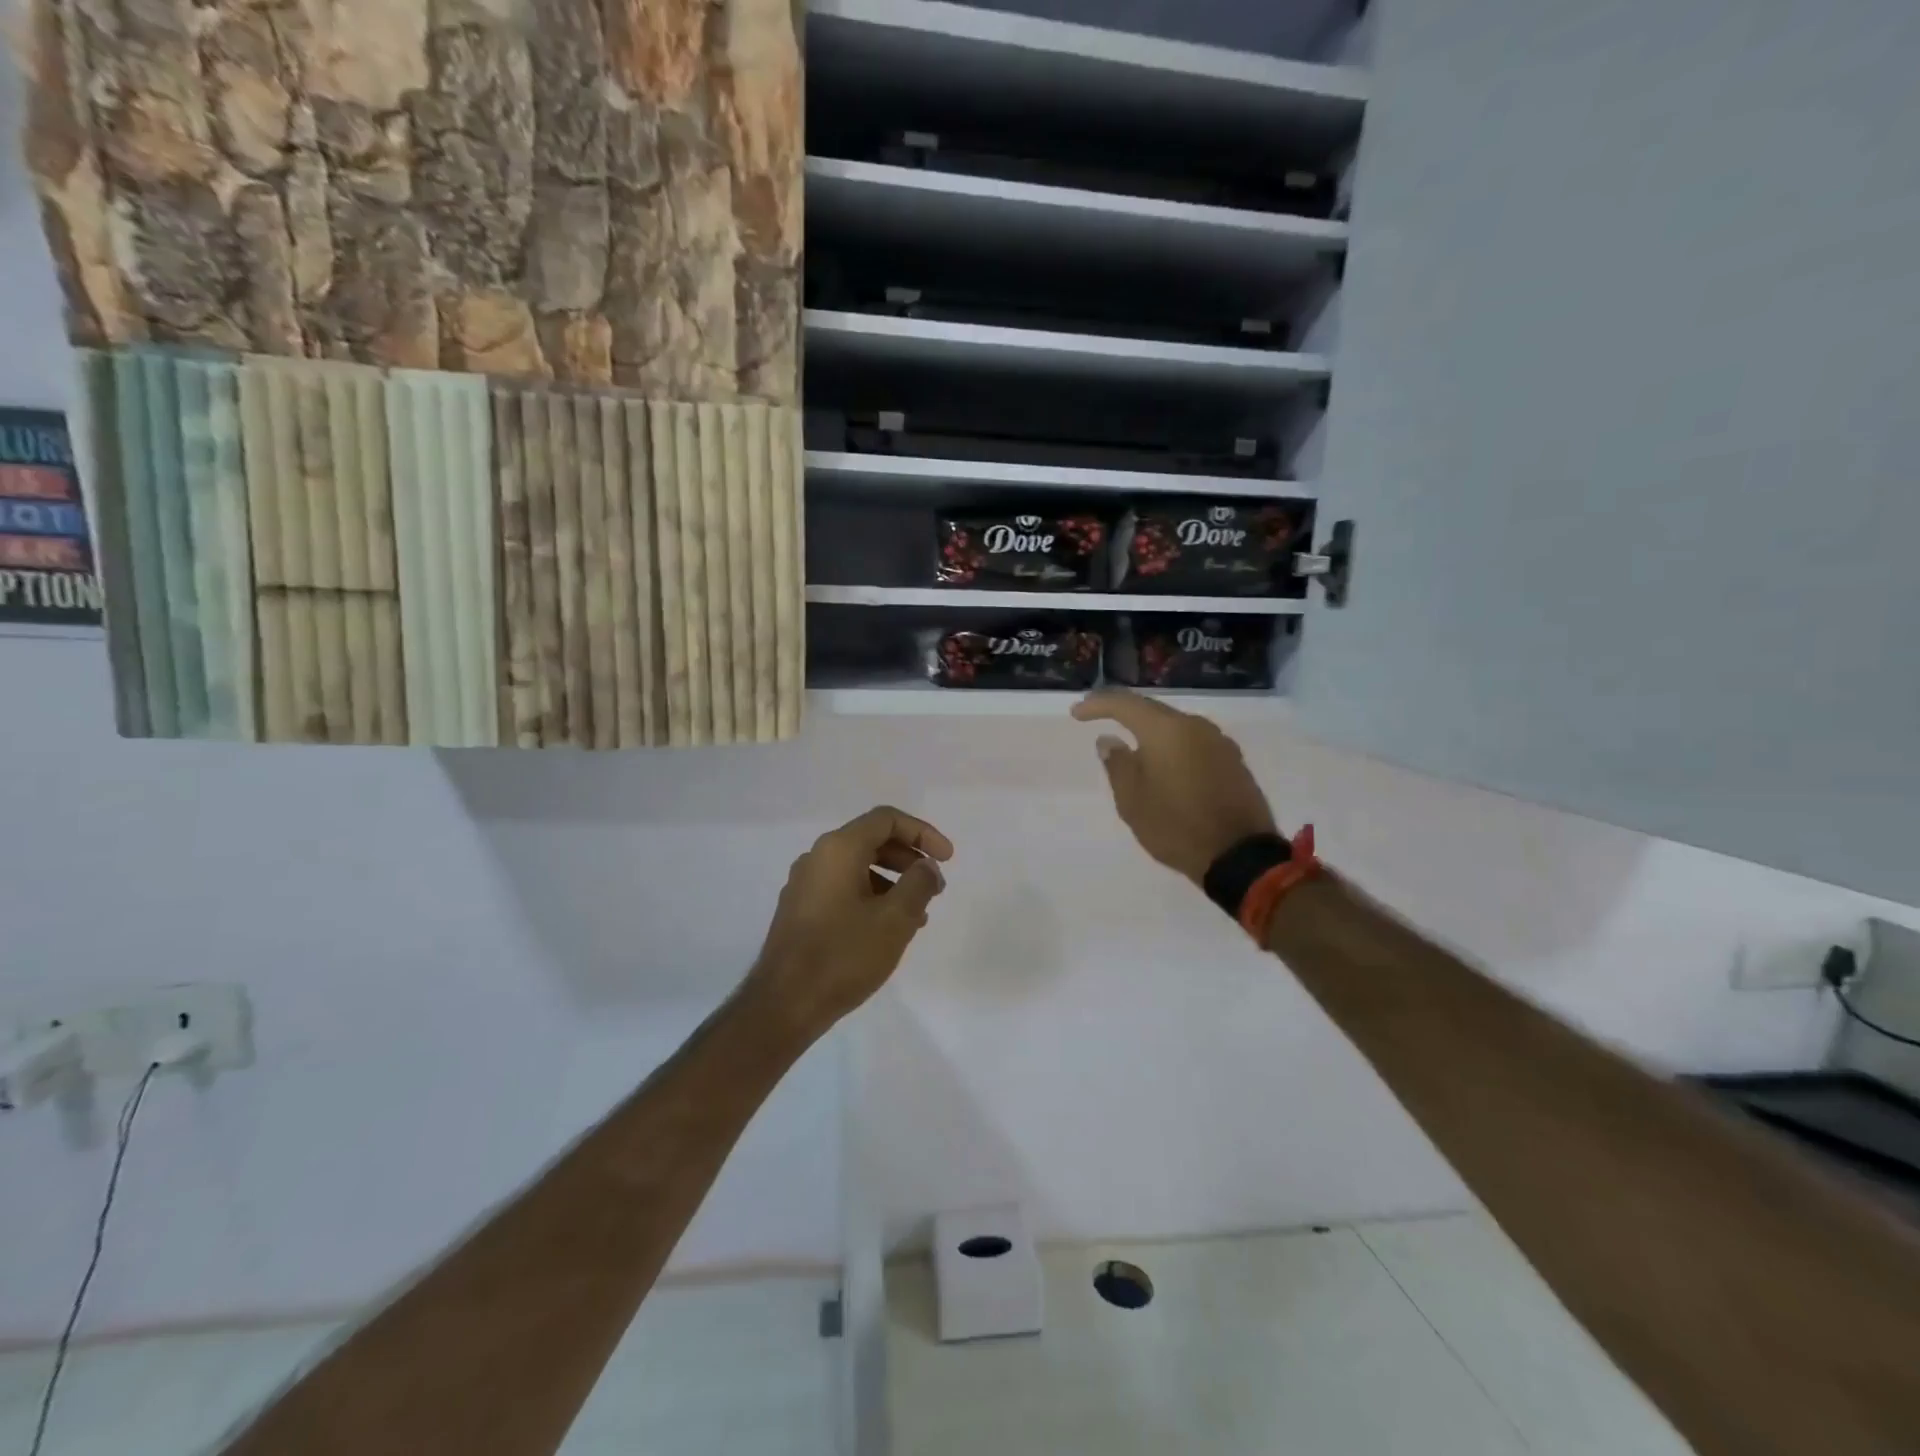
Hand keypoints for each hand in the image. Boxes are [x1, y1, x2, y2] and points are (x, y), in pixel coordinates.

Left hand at [748, 806, 953, 1036]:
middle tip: (935, 886)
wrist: (784, 1005)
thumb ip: (919, 883)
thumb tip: (925, 866)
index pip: (886, 819)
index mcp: (838, 849)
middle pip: (871, 840)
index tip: (947, 860)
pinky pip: (843, 888)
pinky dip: (871, 896)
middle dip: (909, 858)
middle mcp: (817, 857)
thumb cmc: (844, 955)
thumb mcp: (895, 919)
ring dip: (893, 881)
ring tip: (917, 914)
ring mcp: (804, 884)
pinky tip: (887, 929)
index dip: (923, 833)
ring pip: (858, 866)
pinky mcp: (800, 910)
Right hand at [1072, 690, 1276, 885]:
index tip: (1077, 713)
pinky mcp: (1233, 761)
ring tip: (1131, 744)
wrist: (1239, 856)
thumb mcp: (1132, 800)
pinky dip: (1172, 746)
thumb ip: (1117, 764)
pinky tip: (1163, 762)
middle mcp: (1195, 726)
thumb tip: (1109, 740)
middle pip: (1152, 710)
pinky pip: (1193, 743)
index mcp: (1166, 730)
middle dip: (1124, 713)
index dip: (1097, 705)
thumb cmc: (1176, 826)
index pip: (1124, 704)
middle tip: (1098, 718)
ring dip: (1150, 731)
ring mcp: (1219, 742)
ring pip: (1175, 726)